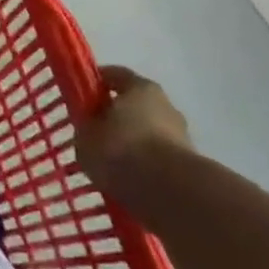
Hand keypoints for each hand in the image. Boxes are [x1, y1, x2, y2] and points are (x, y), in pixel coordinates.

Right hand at [76, 66, 192, 190]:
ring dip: (131, 145)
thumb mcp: (86, 137)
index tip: (79, 94)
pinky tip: (128, 181)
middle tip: (94, 133)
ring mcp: (181, 136)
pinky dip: (144, 167)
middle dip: (115, 117)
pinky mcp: (189, 165)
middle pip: (134, 105)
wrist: (171, 193)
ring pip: (147, 134)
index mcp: (141, 87)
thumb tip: (90, 128)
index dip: (95, 83)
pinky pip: (157, 160)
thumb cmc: (122, 150)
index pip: (114, 75)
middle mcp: (165, 105)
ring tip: (110, 164)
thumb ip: (86, 127)